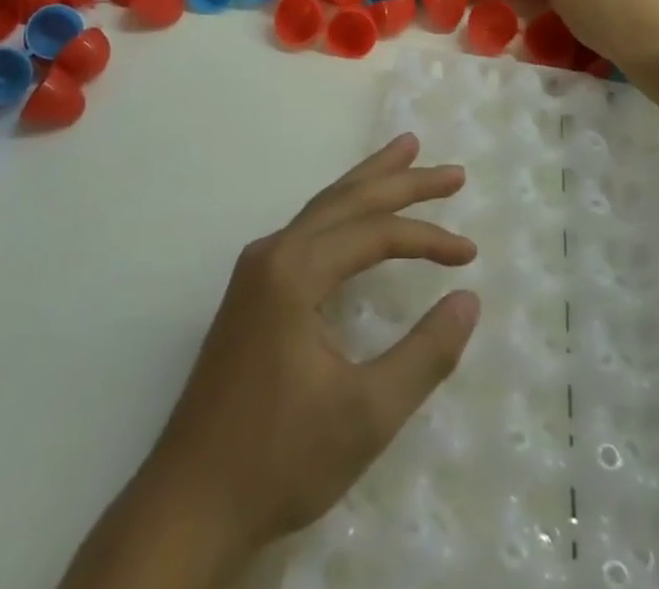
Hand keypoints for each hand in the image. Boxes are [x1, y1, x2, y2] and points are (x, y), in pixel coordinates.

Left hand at [141, 135, 480, 565]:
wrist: (188, 505)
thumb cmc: (279, 460)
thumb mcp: (366, 414)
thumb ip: (425, 354)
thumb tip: (468, 299)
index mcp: (295, 270)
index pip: (374, 233)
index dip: (427, 238)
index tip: (469, 254)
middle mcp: (273, 253)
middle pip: (347, 200)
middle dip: (402, 181)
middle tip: (452, 172)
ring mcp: (256, 270)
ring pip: (324, 209)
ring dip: (369, 184)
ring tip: (406, 153)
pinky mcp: (251, 292)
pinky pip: (308, 231)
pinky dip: (344, 213)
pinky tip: (356, 216)